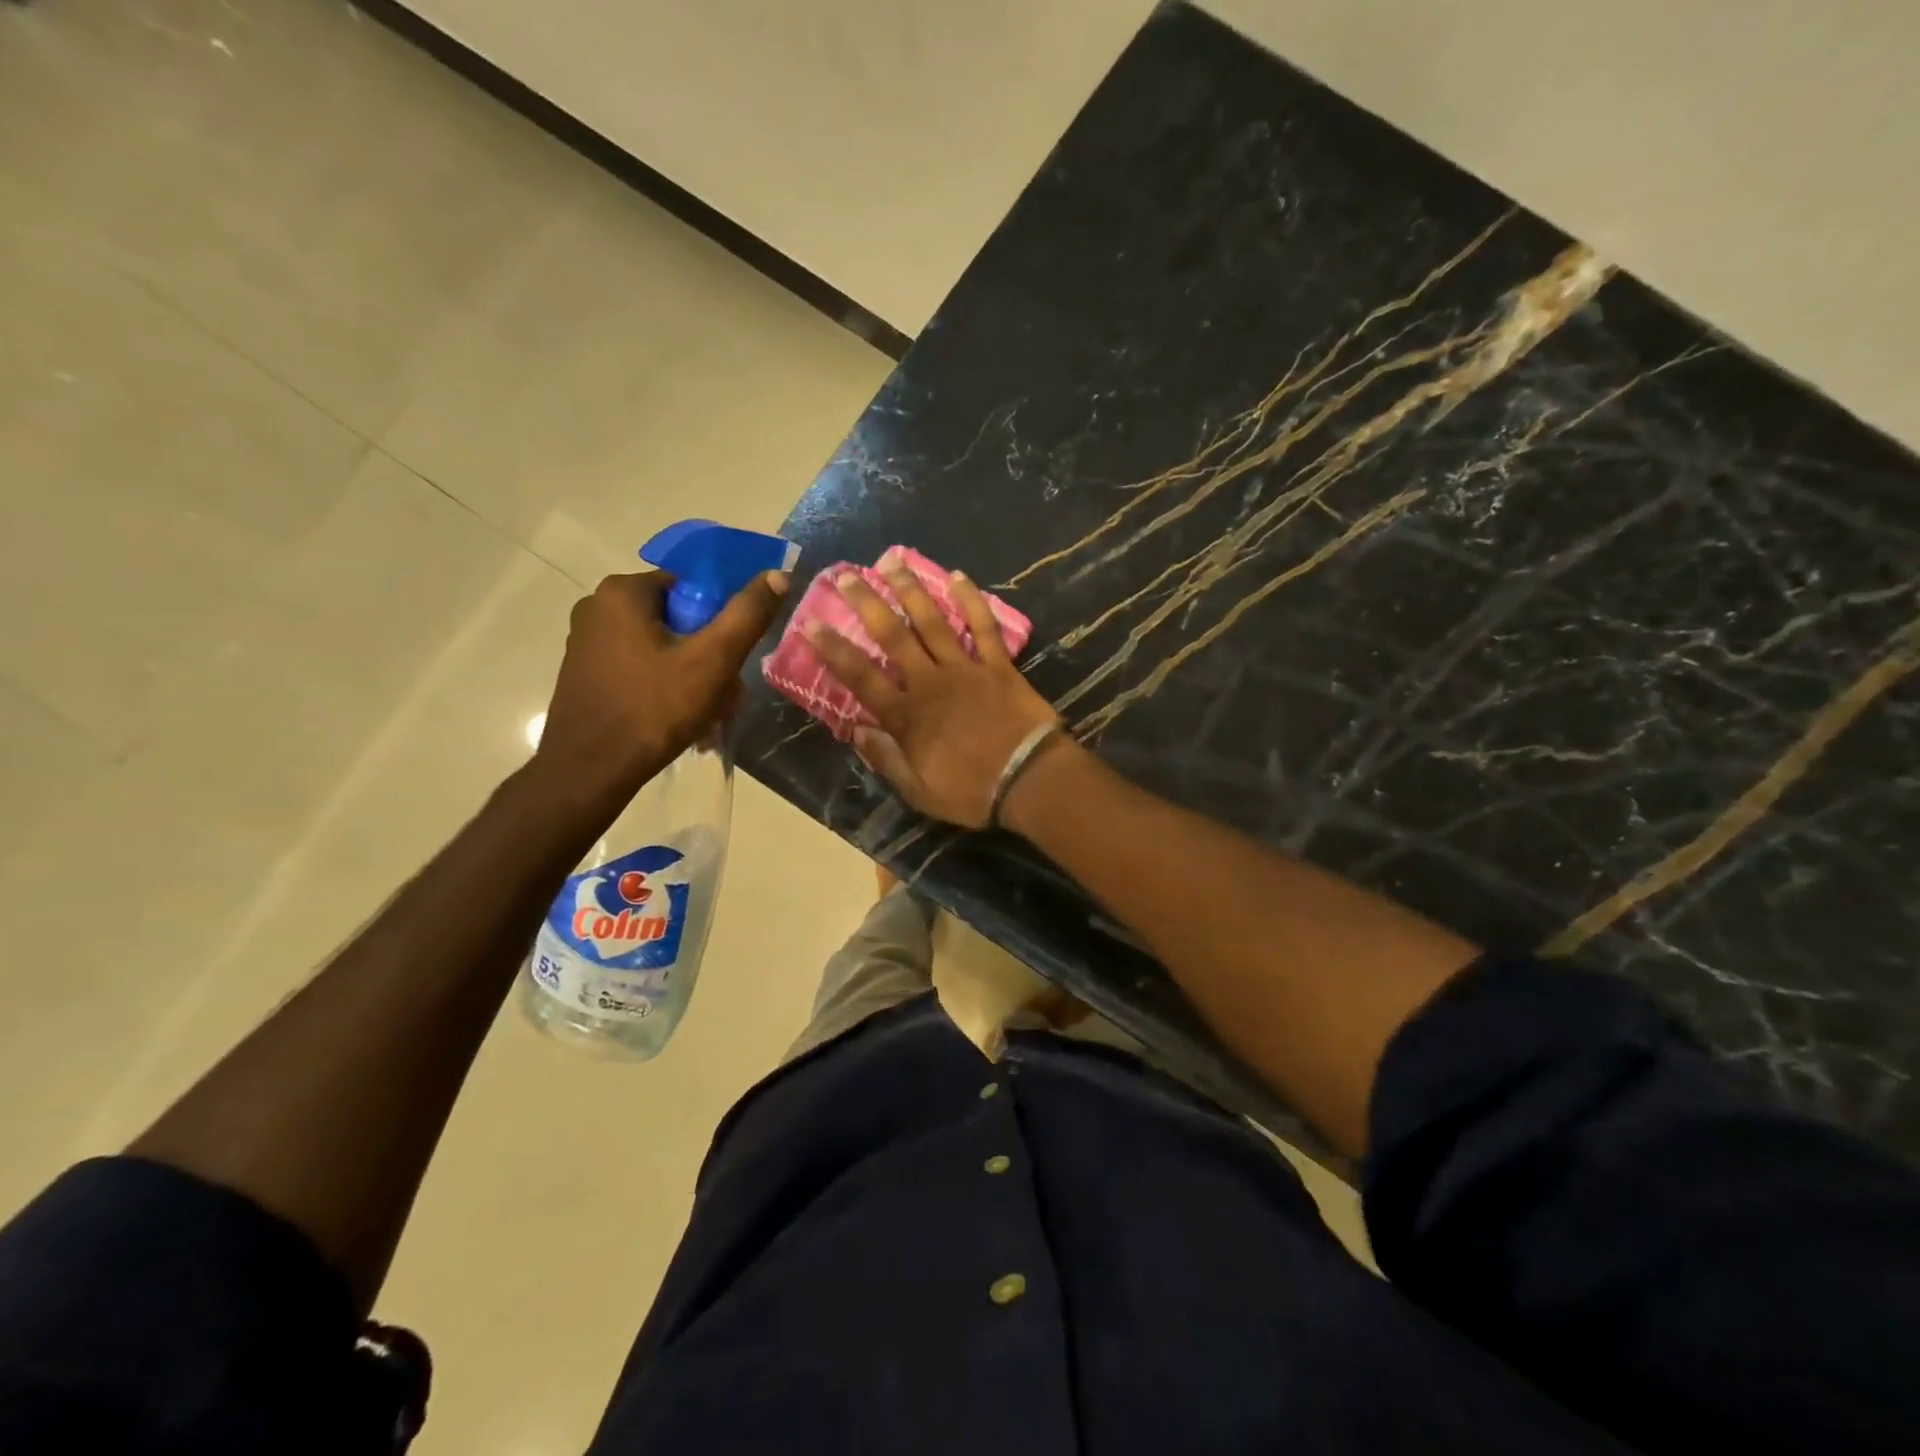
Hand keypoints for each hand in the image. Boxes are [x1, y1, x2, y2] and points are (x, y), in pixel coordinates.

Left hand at [535, 569, 787, 806]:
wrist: (589, 771)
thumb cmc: (653, 709)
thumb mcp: (711, 661)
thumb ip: (747, 615)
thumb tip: (779, 574)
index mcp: (622, 592)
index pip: (691, 588)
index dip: (720, 621)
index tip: (731, 659)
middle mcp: (597, 608)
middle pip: (677, 620)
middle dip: (708, 655)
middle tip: (726, 693)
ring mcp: (586, 643)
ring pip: (661, 648)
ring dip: (692, 676)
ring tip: (709, 714)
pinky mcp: (586, 674)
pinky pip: (640, 669)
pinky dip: (665, 688)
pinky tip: (681, 720)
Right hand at [806, 560, 1059, 828]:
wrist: (1029, 780)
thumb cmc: (972, 792)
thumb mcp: (919, 791)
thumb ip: (886, 760)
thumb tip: (858, 732)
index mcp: (906, 716)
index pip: (860, 677)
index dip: (834, 650)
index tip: (811, 623)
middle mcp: (930, 682)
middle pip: (893, 636)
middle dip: (867, 603)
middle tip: (848, 575)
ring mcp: (966, 669)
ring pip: (933, 622)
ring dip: (911, 590)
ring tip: (892, 562)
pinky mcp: (999, 665)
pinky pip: (983, 627)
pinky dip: (971, 601)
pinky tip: (957, 576)